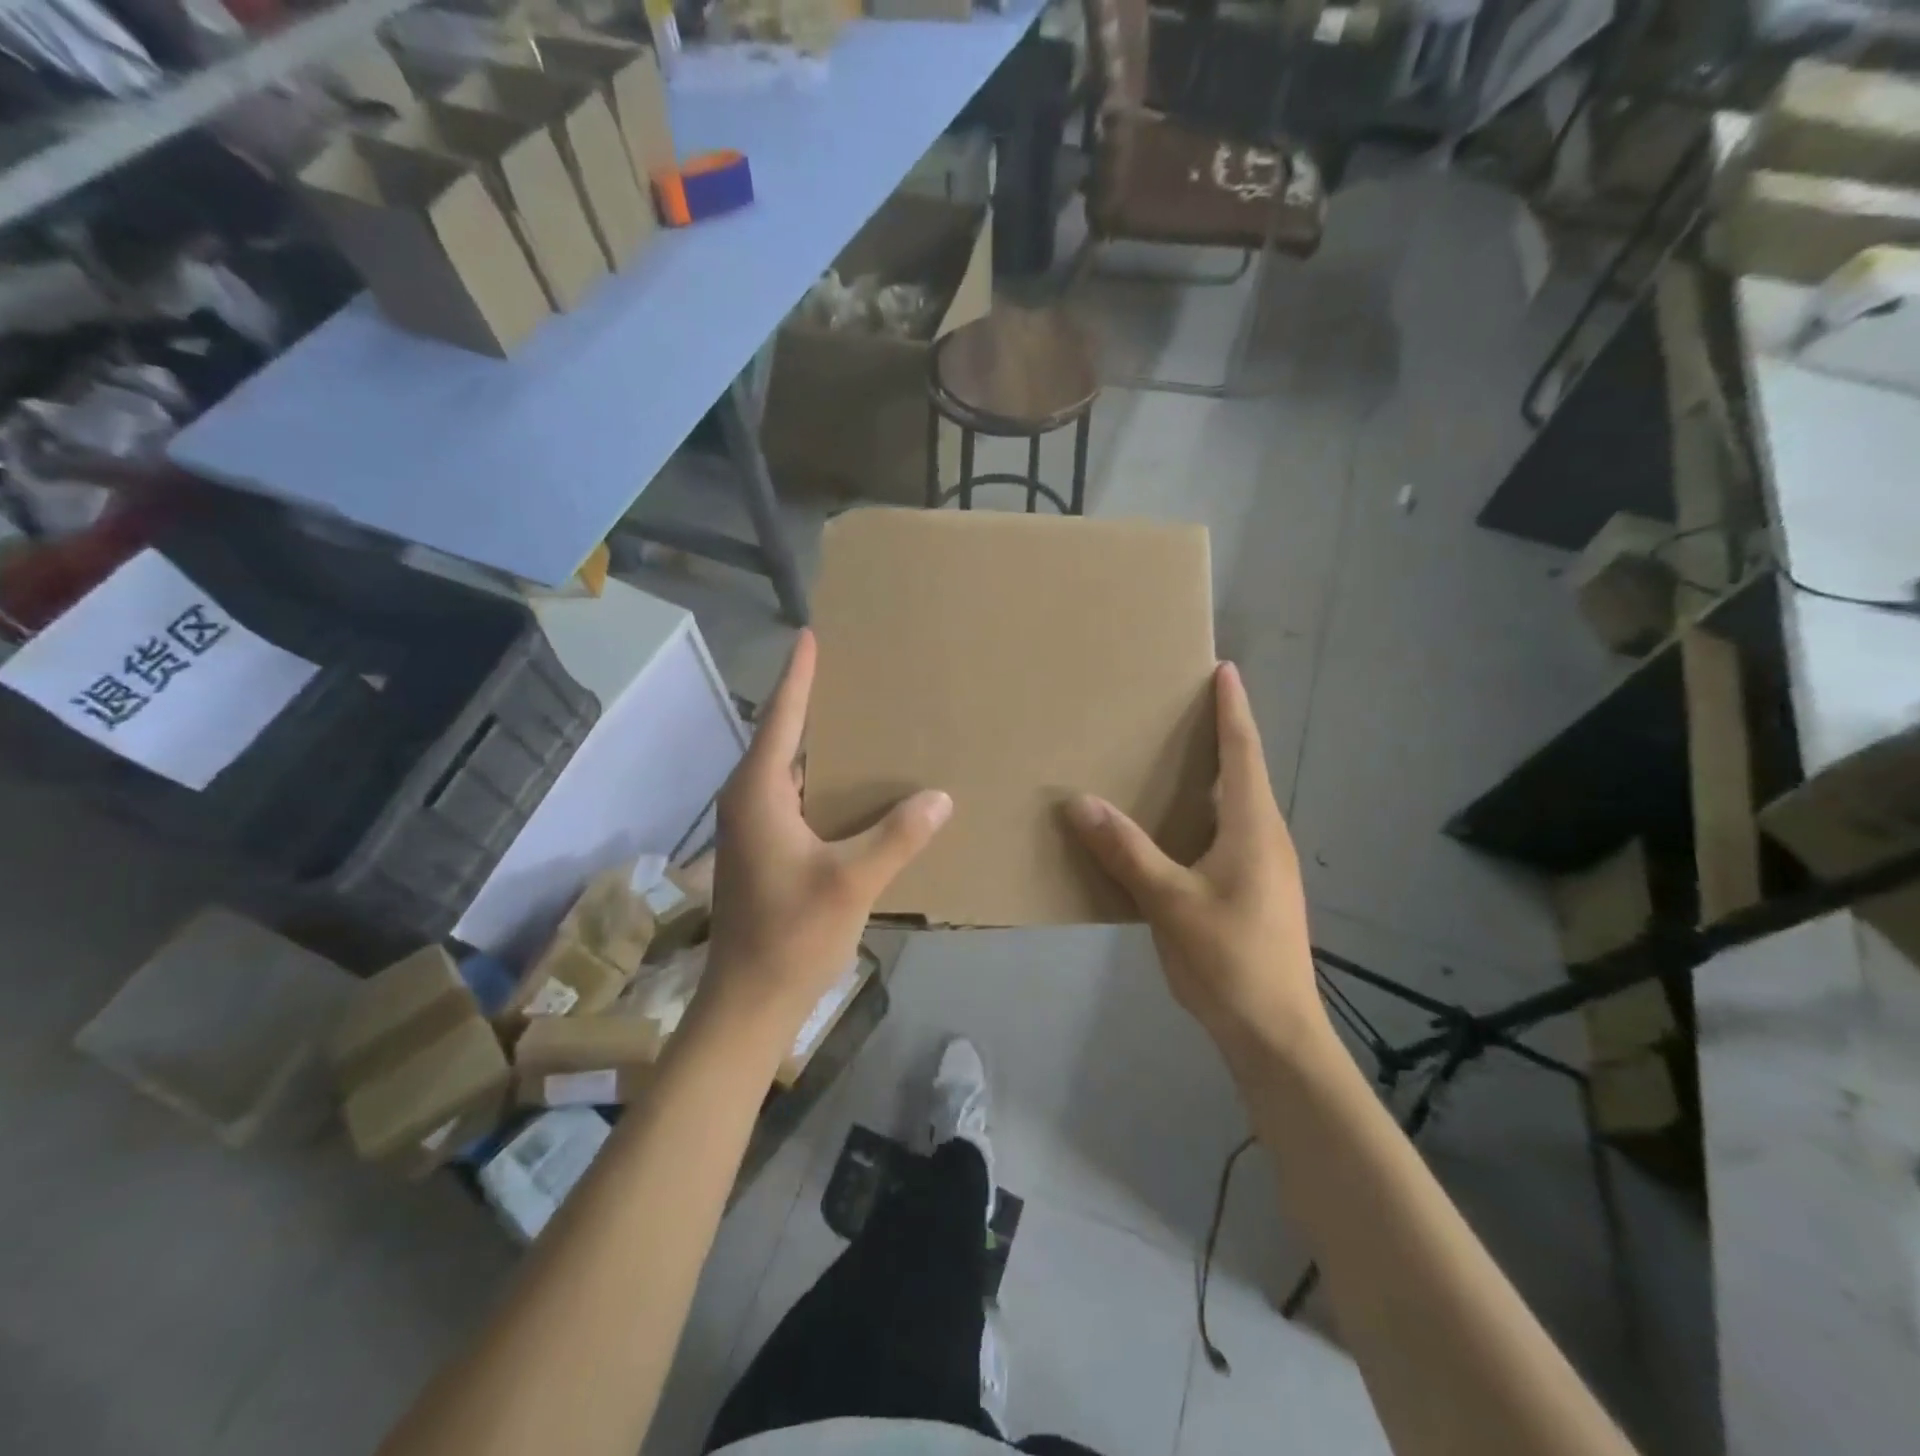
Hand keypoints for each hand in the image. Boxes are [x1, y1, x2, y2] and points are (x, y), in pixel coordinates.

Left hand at [702, 630, 951, 1035]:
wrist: (750, 1002)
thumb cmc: (792, 935)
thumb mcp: (852, 882)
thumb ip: (897, 836)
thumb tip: (940, 796)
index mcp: (759, 793)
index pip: (781, 718)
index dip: (798, 676)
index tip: (811, 635)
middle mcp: (748, 800)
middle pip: (782, 737)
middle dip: (811, 702)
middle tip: (852, 670)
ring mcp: (752, 826)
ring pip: (788, 769)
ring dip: (818, 743)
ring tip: (860, 717)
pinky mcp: (763, 848)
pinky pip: (793, 795)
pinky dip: (821, 779)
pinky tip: (853, 784)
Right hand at [1066, 663, 1327, 1069]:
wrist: (1275, 1032)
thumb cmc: (1229, 958)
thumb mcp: (1169, 901)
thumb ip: (1125, 850)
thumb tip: (1079, 801)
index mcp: (1252, 827)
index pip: (1243, 752)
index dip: (1233, 709)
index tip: (1224, 669)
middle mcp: (1265, 837)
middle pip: (1243, 772)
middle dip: (1220, 735)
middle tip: (1183, 708)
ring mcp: (1264, 867)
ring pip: (1235, 806)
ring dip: (1210, 776)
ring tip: (1171, 758)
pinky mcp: (1256, 890)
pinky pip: (1227, 834)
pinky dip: (1202, 813)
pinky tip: (1173, 828)